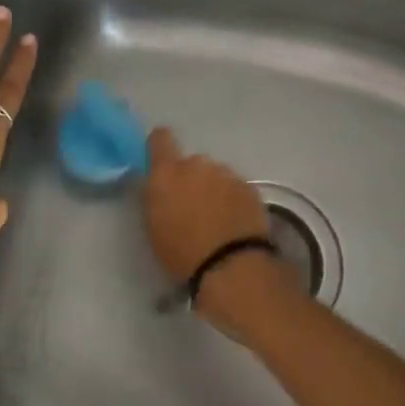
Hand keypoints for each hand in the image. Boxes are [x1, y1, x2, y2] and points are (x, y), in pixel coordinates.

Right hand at [143, 128, 298, 334]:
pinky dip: (233, 200)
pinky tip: (234, 224)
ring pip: (216, 175)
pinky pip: (236, 188)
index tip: (161, 163)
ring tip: (217, 221)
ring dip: (214, 190)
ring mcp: (227, 174)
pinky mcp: (250, 187)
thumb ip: (156, 196)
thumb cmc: (182, 252)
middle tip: (192, 208)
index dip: (160, 147)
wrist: (231, 267)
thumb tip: (161, 185)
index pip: (160, 138)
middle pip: (191, 163)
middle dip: (191, 180)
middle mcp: (198, 165)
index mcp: (167, 173)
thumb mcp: (154, 226)